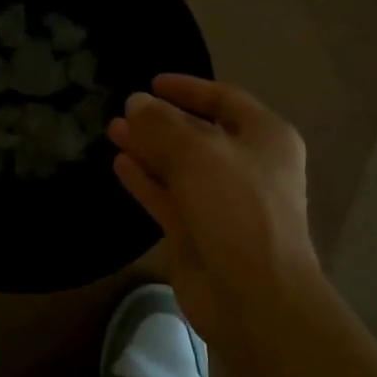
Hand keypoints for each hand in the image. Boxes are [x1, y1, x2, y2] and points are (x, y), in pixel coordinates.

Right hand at [107, 75, 318, 342]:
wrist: (254, 294)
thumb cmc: (236, 208)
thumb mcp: (197, 154)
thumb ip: (161, 125)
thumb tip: (135, 103)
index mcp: (265, 138)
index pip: (224, 100)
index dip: (188, 89)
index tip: (151, 82)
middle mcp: (246, 165)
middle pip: (198, 133)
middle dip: (161, 121)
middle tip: (123, 110)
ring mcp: (222, 201)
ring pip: (179, 166)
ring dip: (148, 148)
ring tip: (112, 130)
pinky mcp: (198, 231)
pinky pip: (168, 196)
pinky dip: (146, 180)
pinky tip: (120, 164)